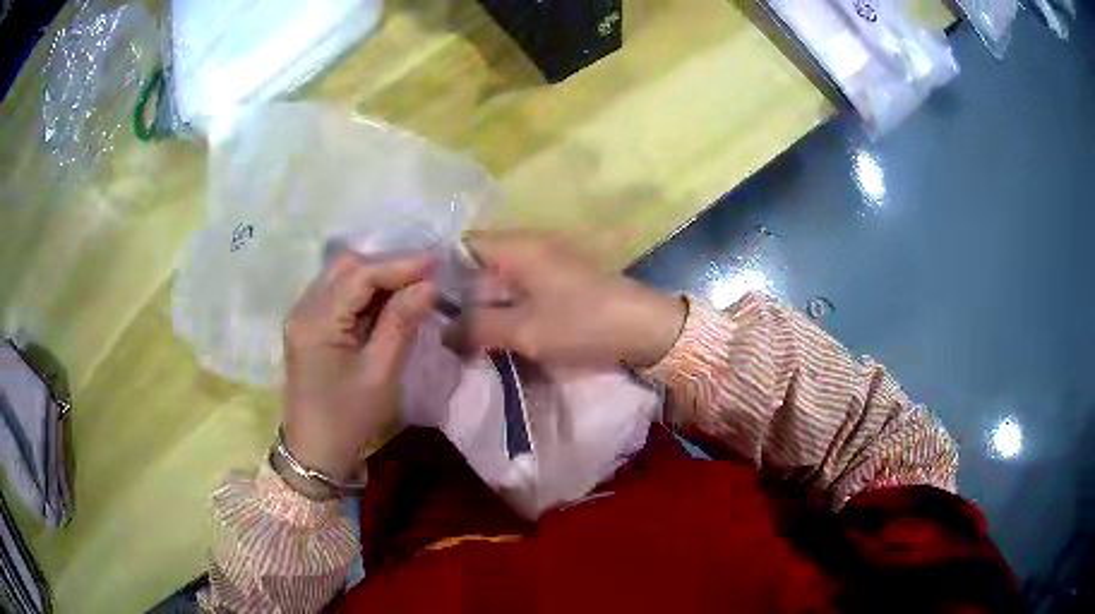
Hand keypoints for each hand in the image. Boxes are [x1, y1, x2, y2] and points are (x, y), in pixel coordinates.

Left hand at [282, 252, 436, 480]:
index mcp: (316, 321)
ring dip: (375, 277)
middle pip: (346, 267)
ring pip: (341, 276)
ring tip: (410, 287)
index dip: (399, 264)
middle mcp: (303, 309)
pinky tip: (386, 303)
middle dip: (386, 266)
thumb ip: (401, 323)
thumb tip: (428, 285)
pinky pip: (337, 294)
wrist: (315, 452)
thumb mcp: (380, 373)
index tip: (436, 261)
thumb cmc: (348, 418)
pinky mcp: (308, 326)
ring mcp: (302, 316)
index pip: (359, 275)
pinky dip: (363, 293)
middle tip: (424, 276)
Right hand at [461, 232, 685, 368]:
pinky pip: (520, 289)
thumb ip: (476, 329)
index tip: (425, 304)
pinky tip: (498, 333)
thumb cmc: (582, 323)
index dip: (439, 272)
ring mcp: (546, 261)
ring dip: (484, 306)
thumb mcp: (524, 330)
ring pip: (499, 279)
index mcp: (516, 246)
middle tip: (442, 329)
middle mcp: (528, 245)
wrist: (646, 328)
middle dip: (461, 296)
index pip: (461, 245)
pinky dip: (506, 308)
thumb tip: (442, 333)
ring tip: (465, 337)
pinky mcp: (560, 279)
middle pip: (478, 263)